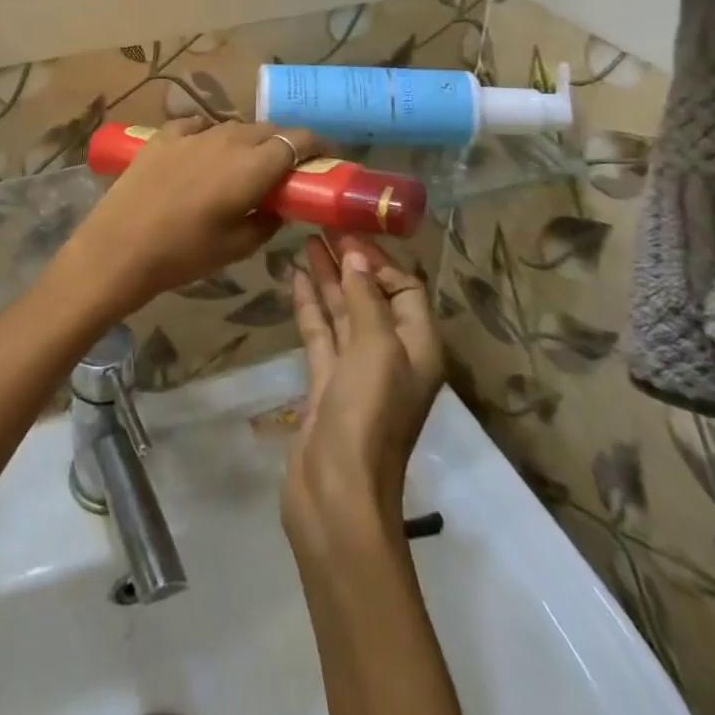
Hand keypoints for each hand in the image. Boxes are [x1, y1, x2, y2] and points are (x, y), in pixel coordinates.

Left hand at [57, 117, 318, 317]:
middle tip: (285, 169)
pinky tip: (203, 150)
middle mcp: (227, 139)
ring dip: (246, 141)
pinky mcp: (163, 136)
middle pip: (266, 130)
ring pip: (232, 127)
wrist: (120, 246)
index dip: (316, 146)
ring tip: (243, 163)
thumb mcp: (236, 247)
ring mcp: (192, 134)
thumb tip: (277, 208)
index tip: (323, 158)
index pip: (297, 140)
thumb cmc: (184, 253)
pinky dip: (208, 135)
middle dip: (282, 144)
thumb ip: (266, 222)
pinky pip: (195, 125)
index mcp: (253, 166)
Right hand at [283, 232, 443, 552]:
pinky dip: (310, 305)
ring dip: (327, 278)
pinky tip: (295, 277)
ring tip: (306, 241)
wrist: (336, 489)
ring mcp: (357, 370)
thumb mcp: (375, 348)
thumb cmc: (368, 413)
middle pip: (372, 296)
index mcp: (418, 347)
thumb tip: (356, 258)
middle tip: (321, 225)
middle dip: (350, 262)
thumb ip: (366, 299)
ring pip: (343, 312)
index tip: (347, 231)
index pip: (406, 289)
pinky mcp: (326, 382)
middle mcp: (391, 354)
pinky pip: (321, 333)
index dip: (379, 260)